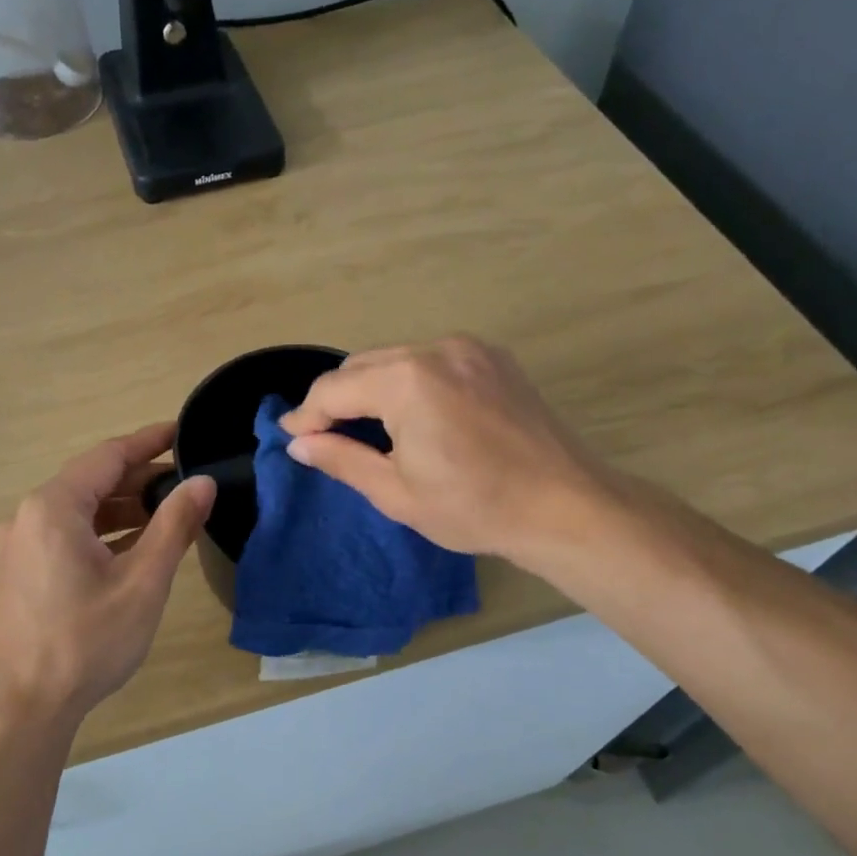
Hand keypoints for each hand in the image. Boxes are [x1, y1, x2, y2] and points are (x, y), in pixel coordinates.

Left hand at [0, 422, 214, 718]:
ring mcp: (20, 546)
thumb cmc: (85, 641)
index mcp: (54, 507)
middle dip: (140, 479)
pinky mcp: (20, 573)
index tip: (183, 432)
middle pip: (92, 481)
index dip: (149, 442)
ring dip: (123, 509)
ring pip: (80, 512)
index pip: (108, 456)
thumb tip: (202, 483)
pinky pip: (67, 536)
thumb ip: (174, 526)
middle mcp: (29, 516)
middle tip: (187, 482)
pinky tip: (135, 548)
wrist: (21, 709)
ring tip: (169, 514)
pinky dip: (103, 534)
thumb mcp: (142, 582)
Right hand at [278, 335, 612, 562]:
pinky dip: (408, 381)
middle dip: (336, 398)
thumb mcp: (396, 492)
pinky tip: (411, 413)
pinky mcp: (492, 357)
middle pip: (362, 365)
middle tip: (322, 435)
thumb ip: (341, 459)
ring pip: (395, 358)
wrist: (565, 505)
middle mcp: (435, 348)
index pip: (334, 388)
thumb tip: (299, 443)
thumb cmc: (474, 507)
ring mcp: (469, 348)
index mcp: (407, 381)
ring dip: (371, 387)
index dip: (306, 415)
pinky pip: (431, 360)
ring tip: (364, 426)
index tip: (291, 436)